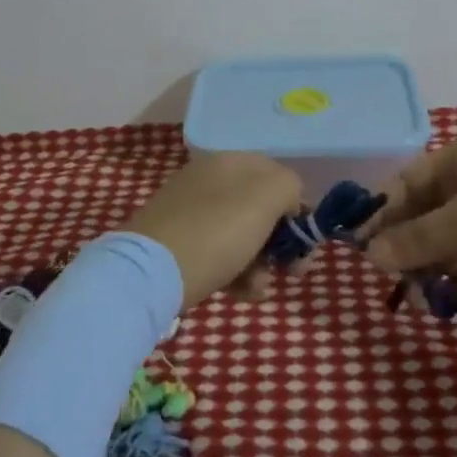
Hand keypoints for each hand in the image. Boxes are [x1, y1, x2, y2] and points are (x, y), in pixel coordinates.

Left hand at [124, 153, 304, 309]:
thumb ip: (289, 186)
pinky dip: (236, 274)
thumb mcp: (266, 197)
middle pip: (260, 209)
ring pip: (242, 236)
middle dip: (282, 241)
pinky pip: (219, 254)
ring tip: (258, 287)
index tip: (304, 239)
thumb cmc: (217, 231)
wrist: (151, 272)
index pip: (277, 176)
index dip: (297, 206)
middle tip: (293, 270)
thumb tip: (289, 199)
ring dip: (261, 264)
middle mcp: (210, 181)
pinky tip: (241, 293)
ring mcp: (191, 213)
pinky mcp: (178, 244)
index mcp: (230, 162)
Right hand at [364, 133, 456, 285]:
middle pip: (426, 211)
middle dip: (405, 243)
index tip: (358, 247)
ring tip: (415, 295)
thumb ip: (419, 239)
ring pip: (451, 236)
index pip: (405, 183)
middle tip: (386, 279)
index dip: (380, 213)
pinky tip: (450, 295)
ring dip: (432, 262)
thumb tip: (371, 256)